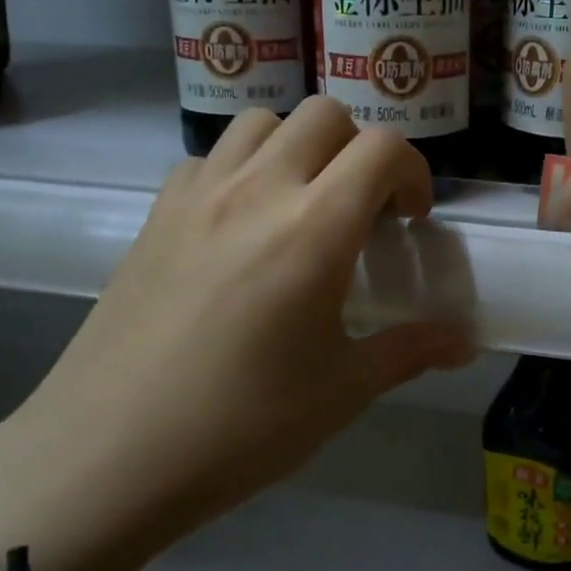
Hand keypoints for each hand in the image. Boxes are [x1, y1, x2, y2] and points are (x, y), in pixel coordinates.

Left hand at [0, 98, 472, 570]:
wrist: (106, 455)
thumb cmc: (240, 426)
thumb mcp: (341, 391)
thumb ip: (409, 351)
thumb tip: (465, 343)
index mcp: (314, 229)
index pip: (383, 148)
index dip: (413, 171)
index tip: (410, 220)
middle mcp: (258, 191)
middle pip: (324, 115)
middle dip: (358, 150)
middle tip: (361, 209)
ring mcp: (198, 196)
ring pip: (260, 122)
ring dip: (297, 148)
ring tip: (301, 205)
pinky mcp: (155, 215)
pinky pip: (208, 158)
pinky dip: (238, 170)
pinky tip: (237, 226)